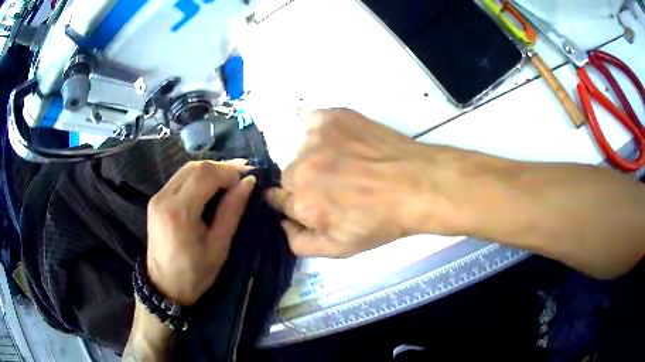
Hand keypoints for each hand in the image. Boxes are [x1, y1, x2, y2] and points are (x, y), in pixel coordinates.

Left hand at [146, 160, 255, 305]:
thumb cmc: (194, 274)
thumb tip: (248, 182)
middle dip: (221, 167)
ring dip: (209, 170)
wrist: (164, 287)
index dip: (229, 171)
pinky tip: (210, 186)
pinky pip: (179, 178)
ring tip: (229, 180)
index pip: (206, 174)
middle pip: (195, 167)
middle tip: (242, 176)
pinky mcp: (155, 200)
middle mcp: (164, 197)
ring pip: (186, 169)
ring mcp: (157, 197)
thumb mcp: (219, 247)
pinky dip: (197, 177)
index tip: (247, 179)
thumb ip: (232, 211)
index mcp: (180, 212)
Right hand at [266, 109, 453, 256]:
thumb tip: (283, 223)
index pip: (278, 200)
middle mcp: (300, 168)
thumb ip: (299, 242)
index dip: (294, 202)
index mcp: (300, 202)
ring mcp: (316, 138)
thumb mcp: (339, 248)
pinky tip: (341, 141)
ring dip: (316, 158)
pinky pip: (312, 123)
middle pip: (289, 176)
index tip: (311, 200)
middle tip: (336, 185)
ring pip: (302, 151)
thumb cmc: (381, 220)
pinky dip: (320, 132)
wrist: (417, 185)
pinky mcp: (332, 117)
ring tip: (348, 163)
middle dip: (305, 183)